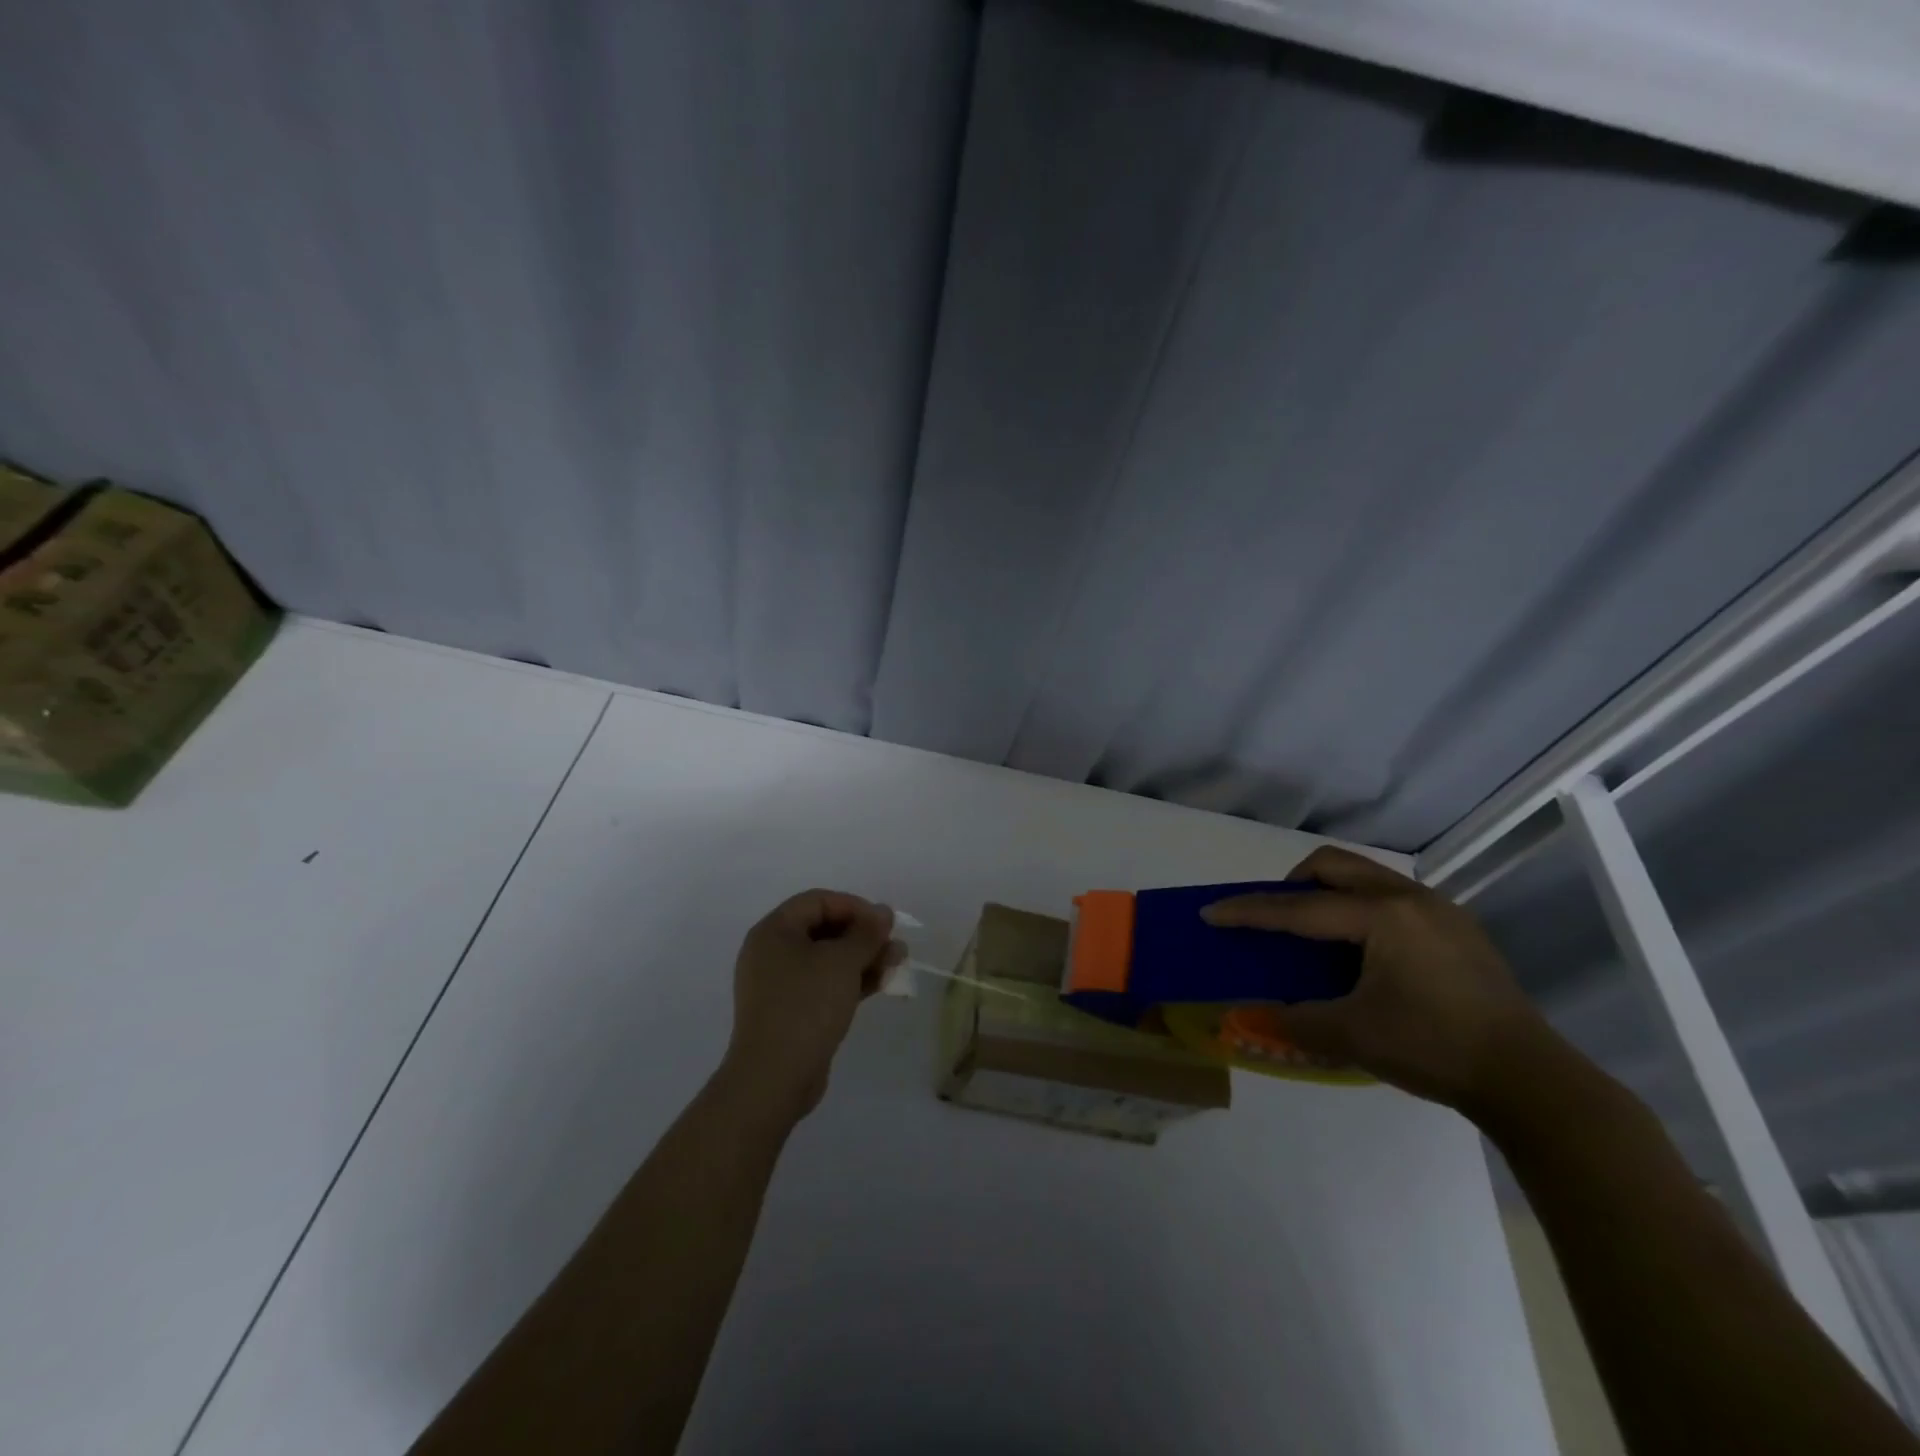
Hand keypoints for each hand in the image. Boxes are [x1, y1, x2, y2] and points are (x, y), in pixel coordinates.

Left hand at [718, 890, 903, 1124]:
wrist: (774, 1078)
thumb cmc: (806, 1006)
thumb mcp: (842, 962)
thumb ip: (866, 933)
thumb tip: (883, 912)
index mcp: (774, 931)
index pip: (818, 901)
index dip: (854, 906)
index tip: (884, 922)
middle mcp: (772, 952)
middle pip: (824, 929)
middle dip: (863, 935)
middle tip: (894, 943)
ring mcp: (781, 984)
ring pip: (828, 959)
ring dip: (863, 958)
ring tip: (898, 962)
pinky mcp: (792, 1011)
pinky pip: (825, 984)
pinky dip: (852, 980)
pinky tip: (882, 983)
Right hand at [1200, 847, 1554, 1114]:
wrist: (1530, 1079)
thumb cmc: (1433, 1048)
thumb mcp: (1352, 1036)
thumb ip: (1293, 1020)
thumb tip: (1251, 1015)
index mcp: (1382, 916)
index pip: (1298, 908)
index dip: (1249, 912)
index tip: (1211, 912)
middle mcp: (1408, 897)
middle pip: (1332, 866)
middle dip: (1291, 885)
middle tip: (1276, 920)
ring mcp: (1439, 909)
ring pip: (1364, 876)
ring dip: (1327, 893)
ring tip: (1316, 935)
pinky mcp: (1457, 927)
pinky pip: (1390, 896)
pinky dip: (1359, 908)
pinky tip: (1364, 952)